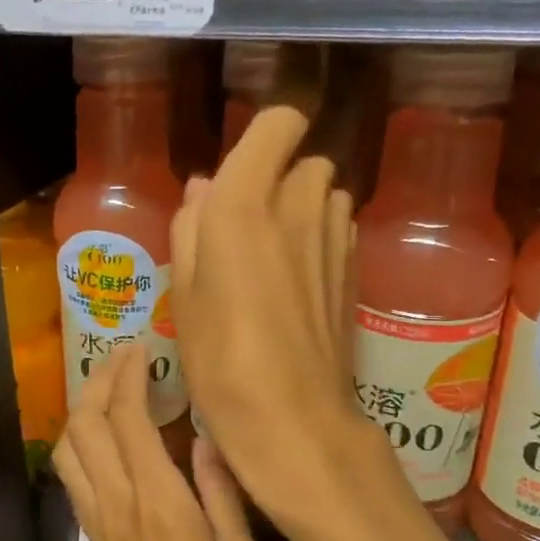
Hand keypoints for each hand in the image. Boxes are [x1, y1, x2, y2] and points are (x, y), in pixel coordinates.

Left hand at [53, 342, 263, 540]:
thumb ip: (219, 488)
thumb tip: (203, 436)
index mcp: (159, 504)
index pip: (128, 420)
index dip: (130, 376)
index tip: (145, 348)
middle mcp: (118, 508)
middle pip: (87, 426)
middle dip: (100, 381)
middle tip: (128, 358)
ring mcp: (100, 527)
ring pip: (70, 451)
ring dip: (84, 411)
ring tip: (113, 390)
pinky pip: (76, 479)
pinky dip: (83, 444)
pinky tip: (109, 440)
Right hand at [170, 106, 367, 518]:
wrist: (292, 418)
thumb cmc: (219, 356)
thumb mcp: (183, 292)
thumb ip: (192, 227)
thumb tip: (204, 188)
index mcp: (245, 202)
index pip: (280, 122)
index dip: (265, 135)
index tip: (243, 166)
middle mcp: (299, 205)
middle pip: (303, 160)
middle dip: (277, 178)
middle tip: (244, 226)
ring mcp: (336, 236)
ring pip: (325, 193)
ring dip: (301, 207)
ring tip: (271, 255)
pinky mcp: (355, 268)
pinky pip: (338, 228)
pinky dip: (319, 236)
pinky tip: (297, 280)